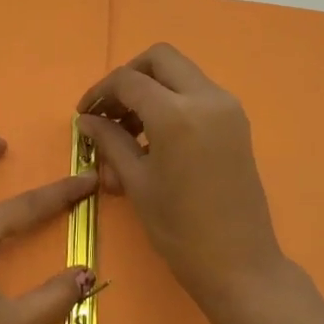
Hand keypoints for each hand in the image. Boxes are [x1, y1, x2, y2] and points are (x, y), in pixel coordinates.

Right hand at [78, 44, 287, 318]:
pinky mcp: (237, 122)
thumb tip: (87, 119)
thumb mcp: (137, 183)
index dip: (100, 92)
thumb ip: (110, 141)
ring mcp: (227, 108)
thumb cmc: (180, 230)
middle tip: (110, 111)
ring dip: (151, 89)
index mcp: (176, 114)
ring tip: (128, 131)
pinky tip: (154, 139)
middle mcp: (206, 98)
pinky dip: (172, 102)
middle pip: (160, 59)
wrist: (240, 264)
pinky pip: (197, 94)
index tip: (84, 115)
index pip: (128, 81)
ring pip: (180, 74)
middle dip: (129, 77)